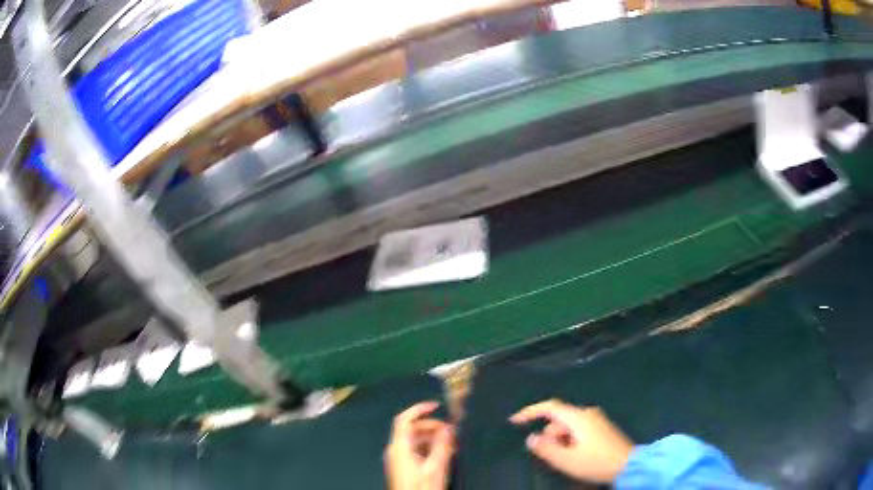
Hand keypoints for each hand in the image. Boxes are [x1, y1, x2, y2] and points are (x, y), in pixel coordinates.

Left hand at [385, 401, 454, 489]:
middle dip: (432, 426)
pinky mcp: (403, 466)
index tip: (437, 405)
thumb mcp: (436, 466)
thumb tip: (449, 427)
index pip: (404, 419)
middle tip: (451, 430)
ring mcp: (398, 459)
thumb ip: (442, 445)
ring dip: (432, 437)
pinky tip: (443, 453)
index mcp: (399, 447)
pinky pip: (415, 450)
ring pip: (414, 440)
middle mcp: (396, 450)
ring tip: (451, 443)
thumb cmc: (422, 486)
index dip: (419, 409)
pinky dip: (428, 447)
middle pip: (411, 429)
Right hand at [510, 399, 633, 483]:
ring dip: (560, 440)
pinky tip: (574, 456)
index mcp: (578, 417)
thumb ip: (546, 449)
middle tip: (547, 456)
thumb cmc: (596, 462)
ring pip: (568, 426)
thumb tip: (532, 438)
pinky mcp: (602, 428)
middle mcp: (588, 413)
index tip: (514, 421)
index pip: (550, 407)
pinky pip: (578, 430)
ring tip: (563, 460)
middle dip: (548, 436)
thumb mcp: (567, 460)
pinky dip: (570, 441)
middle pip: (559, 419)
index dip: (530, 412)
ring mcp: (597, 420)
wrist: (629, 465)